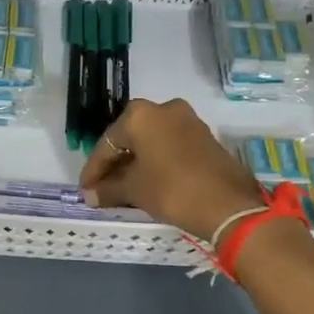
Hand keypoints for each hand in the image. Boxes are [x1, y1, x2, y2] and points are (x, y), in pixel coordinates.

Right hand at [79, 97, 264, 240]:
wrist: (228, 204)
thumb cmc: (172, 189)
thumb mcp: (135, 190)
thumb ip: (108, 189)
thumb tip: (89, 195)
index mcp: (140, 115)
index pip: (107, 143)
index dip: (94, 169)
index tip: (85, 190)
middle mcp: (163, 108)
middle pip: (129, 138)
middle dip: (114, 164)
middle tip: (101, 188)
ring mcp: (187, 120)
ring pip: (150, 141)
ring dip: (135, 163)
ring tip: (122, 188)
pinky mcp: (203, 136)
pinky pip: (168, 145)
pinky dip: (154, 161)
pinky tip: (146, 182)